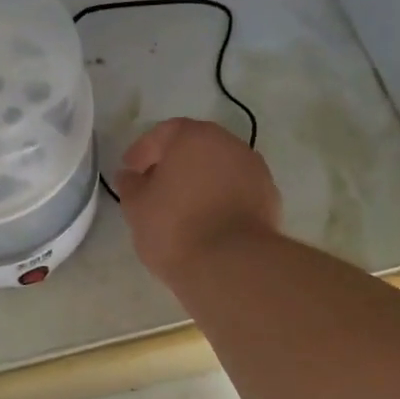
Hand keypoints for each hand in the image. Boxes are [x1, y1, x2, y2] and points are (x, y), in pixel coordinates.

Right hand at [114, 118, 281, 280]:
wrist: (232, 265)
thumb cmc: (175, 228)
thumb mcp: (136, 207)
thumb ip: (131, 185)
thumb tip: (130, 176)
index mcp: (194, 137)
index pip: (164, 133)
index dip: (143, 151)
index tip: (130, 171)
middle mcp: (229, 144)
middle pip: (195, 147)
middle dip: (174, 163)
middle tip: (155, 186)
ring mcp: (255, 170)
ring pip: (219, 168)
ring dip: (200, 180)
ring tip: (181, 207)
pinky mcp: (270, 198)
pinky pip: (237, 190)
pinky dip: (221, 198)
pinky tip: (207, 221)